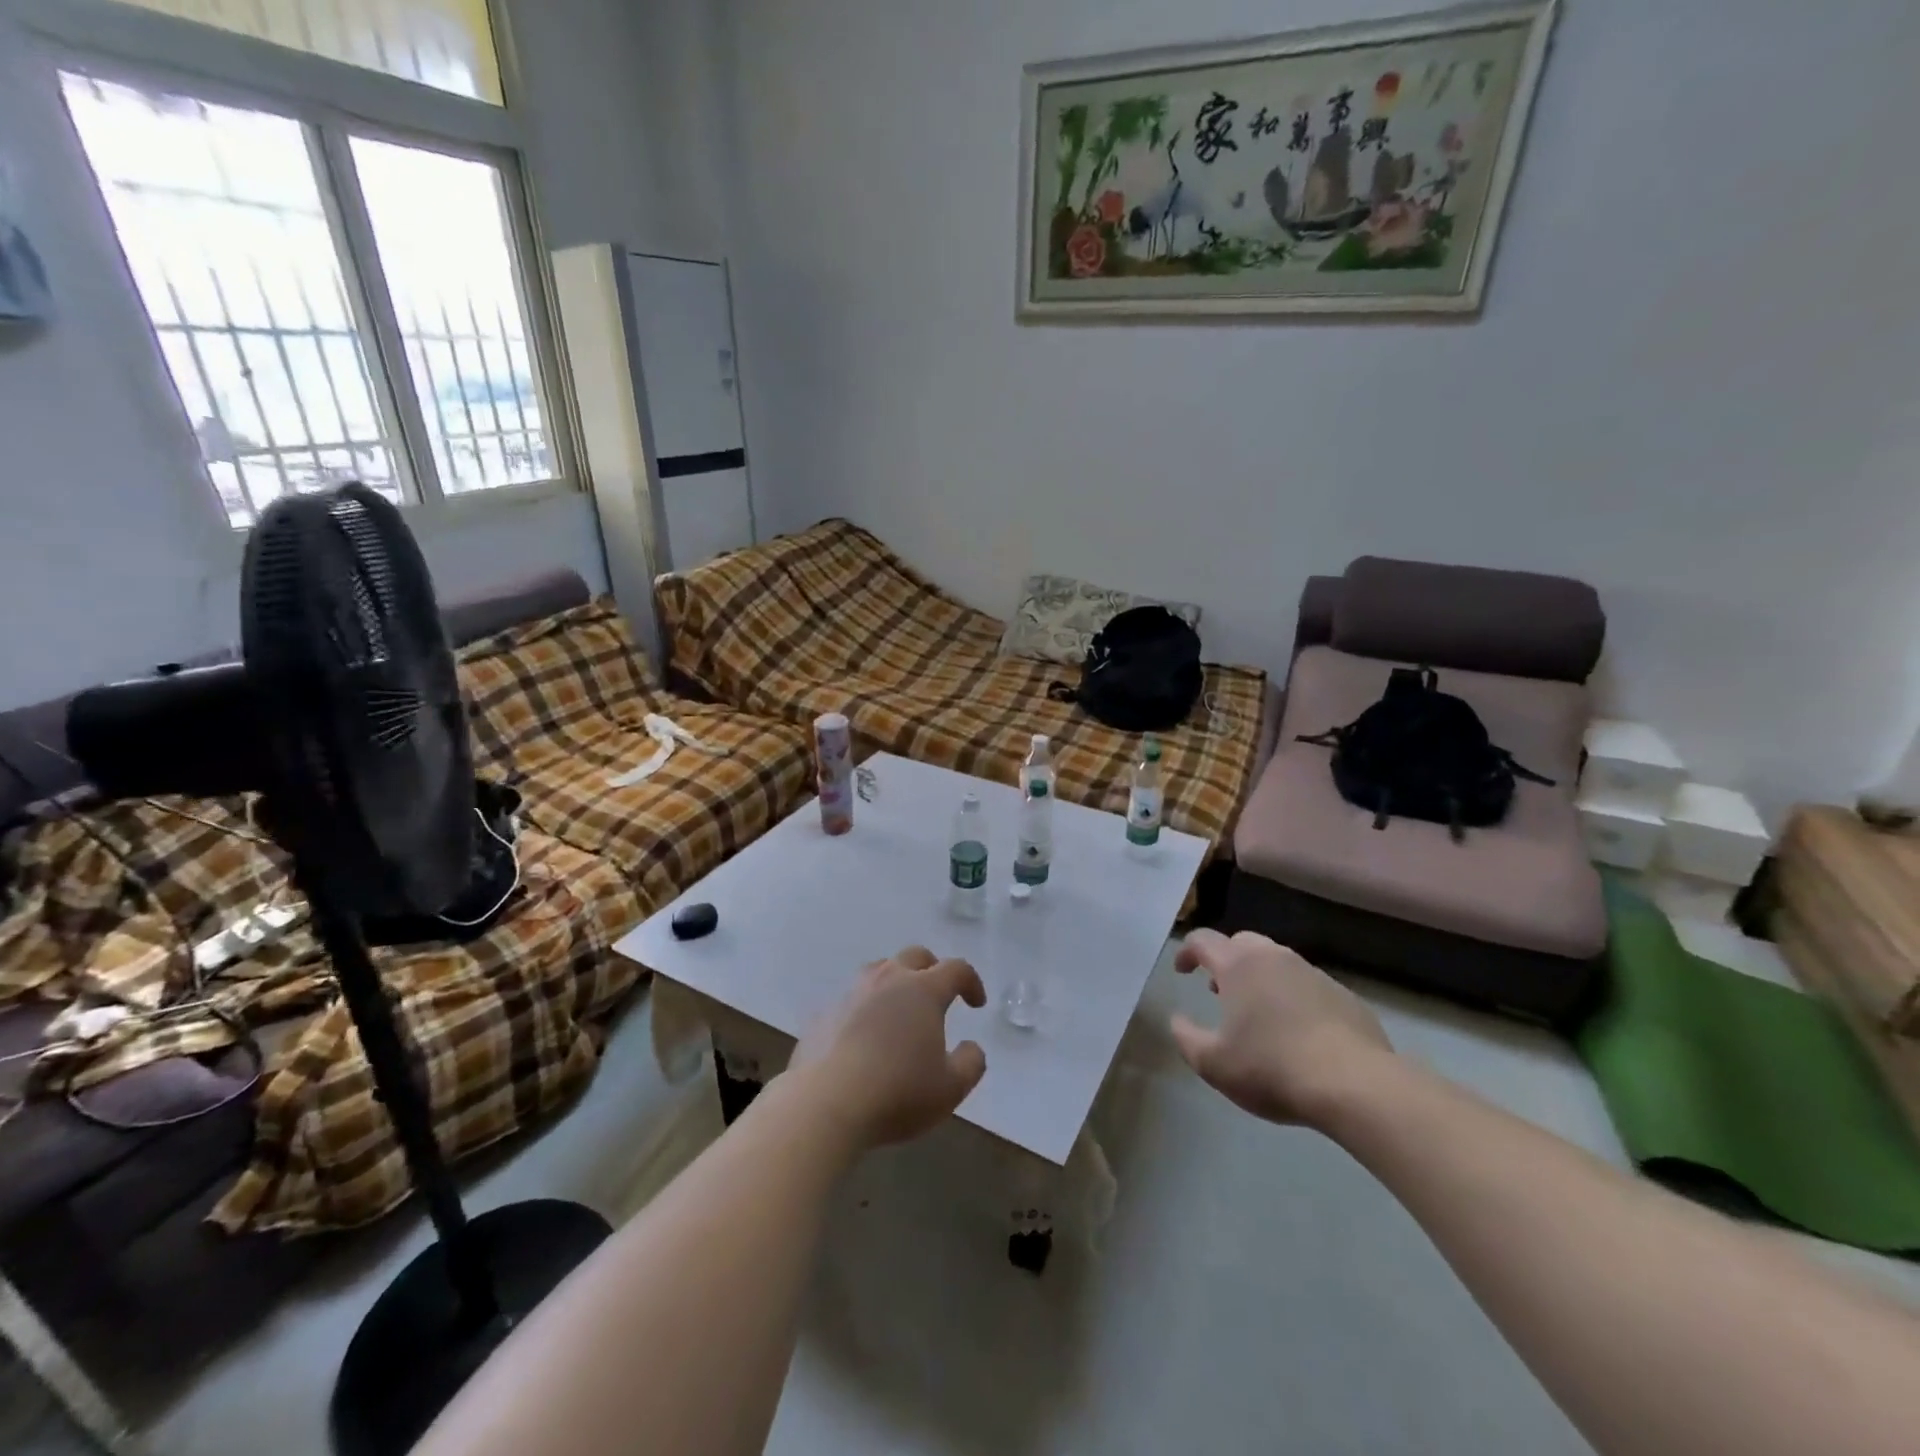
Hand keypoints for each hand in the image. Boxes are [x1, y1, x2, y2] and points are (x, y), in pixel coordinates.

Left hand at [790, 946, 987, 1149]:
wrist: (825, 1104)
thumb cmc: (897, 1092)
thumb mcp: (951, 1088)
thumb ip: (970, 1063)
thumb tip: (971, 1047)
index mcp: (923, 990)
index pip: (956, 969)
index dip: (971, 982)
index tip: (977, 1003)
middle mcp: (887, 979)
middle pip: (915, 956)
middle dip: (932, 969)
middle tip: (938, 995)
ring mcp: (851, 992)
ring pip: (879, 971)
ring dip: (896, 983)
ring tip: (900, 1012)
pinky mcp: (824, 1013)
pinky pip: (851, 1000)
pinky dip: (865, 1009)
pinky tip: (864, 1037)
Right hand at [1170, 929, 1394, 1129]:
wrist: (1355, 1085)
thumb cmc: (1272, 1068)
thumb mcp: (1213, 1064)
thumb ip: (1186, 1038)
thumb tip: (1178, 1020)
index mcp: (1238, 966)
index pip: (1203, 941)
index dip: (1187, 952)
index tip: (1182, 972)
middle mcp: (1275, 958)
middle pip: (1242, 943)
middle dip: (1225, 960)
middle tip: (1219, 990)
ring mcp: (1314, 974)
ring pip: (1278, 962)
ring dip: (1261, 977)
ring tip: (1258, 1012)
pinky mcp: (1344, 996)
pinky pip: (1308, 986)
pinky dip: (1294, 997)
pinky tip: (1298, 1031)